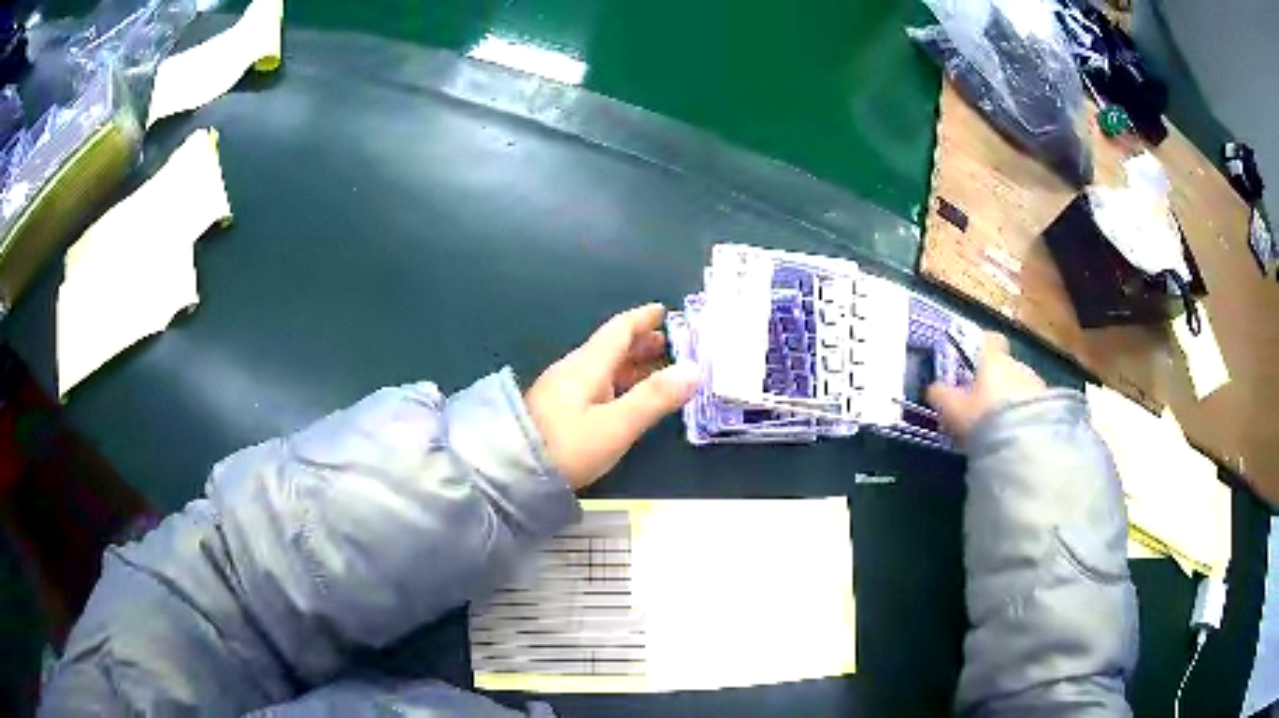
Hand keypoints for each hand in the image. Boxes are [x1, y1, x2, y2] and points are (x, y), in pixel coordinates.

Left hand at [525, 304, 698, 490]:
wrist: (511, 472)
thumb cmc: (567, 446)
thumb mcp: (616, 425)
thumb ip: (654, 398)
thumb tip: (692, 369)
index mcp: (587, 365)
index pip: (618, 330)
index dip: (642, 318)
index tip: (664, 311)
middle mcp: (574, 371)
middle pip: (611, 348)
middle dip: (641, 343)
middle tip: (670, 345)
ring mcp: (563, 391)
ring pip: (603, 368)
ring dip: (631, 365)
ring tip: (658, 370)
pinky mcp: (558, 411)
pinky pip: (596, 385)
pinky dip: (619, 384)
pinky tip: (627, 398)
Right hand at [926, 332, 1046, 441]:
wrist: (1024, 444)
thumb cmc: (983, 418)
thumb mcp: (952, 410)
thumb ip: (941, 395)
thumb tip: (933, 387)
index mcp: (993, 360)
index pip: (990, 340)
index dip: (982, 347)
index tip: (974, 361)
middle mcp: (1017, 365)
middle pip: (1006, 366)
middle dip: (996, 382)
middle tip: (983, 406)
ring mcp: (1037, 385)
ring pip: (1021, 386)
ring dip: (1012, 400)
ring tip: (1001, 427)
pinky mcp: (1051, 407)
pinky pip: (1033, 406)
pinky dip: (1025, 416)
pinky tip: (1016, 436)